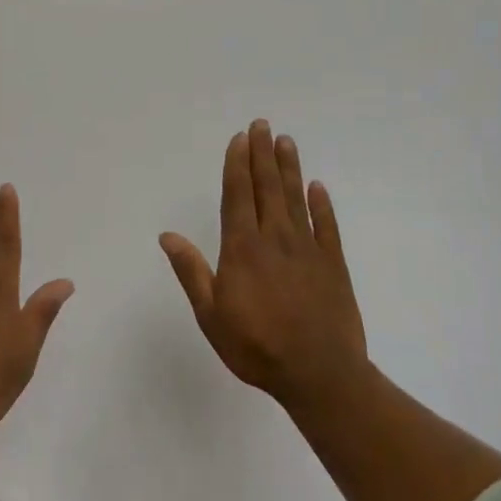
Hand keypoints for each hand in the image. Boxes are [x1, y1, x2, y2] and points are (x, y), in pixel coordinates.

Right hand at [160, 121, 367, 412]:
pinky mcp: (333, 264)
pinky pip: (327, 226)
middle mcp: (275, 239)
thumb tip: (167, 235)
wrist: (320, 375)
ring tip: (286, 141)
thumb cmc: (257, 347)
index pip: (238, 195)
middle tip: (262, 125)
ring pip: (296, 199)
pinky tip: (317, 187)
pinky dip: (322, 205)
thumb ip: (191, 271)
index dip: (237, 165)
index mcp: (243, 248)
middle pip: (267, 187)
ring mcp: (307, 249)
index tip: (239, 139)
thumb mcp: (211, 315)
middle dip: (262, 154)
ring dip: (289, 168)